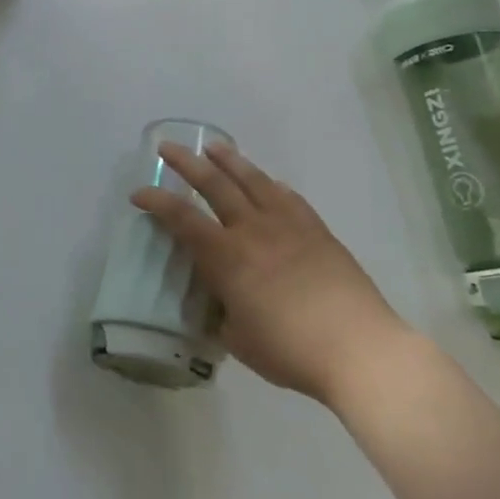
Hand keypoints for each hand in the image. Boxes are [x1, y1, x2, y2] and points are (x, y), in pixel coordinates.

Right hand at [131, 142, 410, 402]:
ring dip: (229, 161)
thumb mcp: (238, 339)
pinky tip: (269, 182)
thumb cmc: (291, 352)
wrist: (361, 351)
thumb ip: (221, 312)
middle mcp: (253, 231)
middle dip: (186, 163)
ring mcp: (288, 226)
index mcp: (226, 257)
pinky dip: (272, 185)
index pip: (181, 218)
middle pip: (214, 184)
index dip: (155, 201)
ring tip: (214, 147)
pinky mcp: (318, 231)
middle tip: (167, 147)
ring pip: (253, 181)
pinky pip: (290, 197)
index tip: (138, 194)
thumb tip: (218, 300)